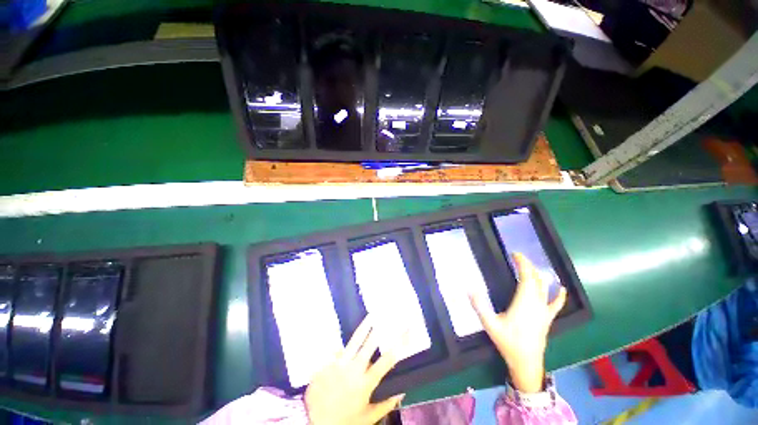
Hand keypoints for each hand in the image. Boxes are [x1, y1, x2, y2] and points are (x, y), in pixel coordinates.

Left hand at [305, 316, 404, 424]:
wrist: (315, 424)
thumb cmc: (346, 421)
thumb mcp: (369, 417)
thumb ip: (387, 404)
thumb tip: (402, 392)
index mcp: (365, 383)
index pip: (386, 360)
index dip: (399, 344)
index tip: (406, 332)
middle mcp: (353, 370)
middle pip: (368, 344)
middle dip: (378, 329)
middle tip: (385, 315)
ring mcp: (338, 365)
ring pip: (353, 340)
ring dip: (364, 327)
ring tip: (370, 316)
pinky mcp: (326, 363)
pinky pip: (336, 348)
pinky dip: (342, 343)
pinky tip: (344, 336)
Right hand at [470, 252, 566, 392]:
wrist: (526, 362)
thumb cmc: (508, 342)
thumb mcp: (489, 324)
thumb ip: (479, 305)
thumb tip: (469, 288)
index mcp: (524, 302)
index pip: (527, 277)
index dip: (522, 264)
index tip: (515, 254)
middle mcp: (536, 303)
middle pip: (536, 280)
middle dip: (527, 266)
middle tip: (517, 258)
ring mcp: (544, 311)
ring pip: (544, 288)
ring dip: (537, 275)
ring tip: (529, 267)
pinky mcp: (547, 319)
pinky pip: (556, 305)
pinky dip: (559, 295)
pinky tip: (561, 288)